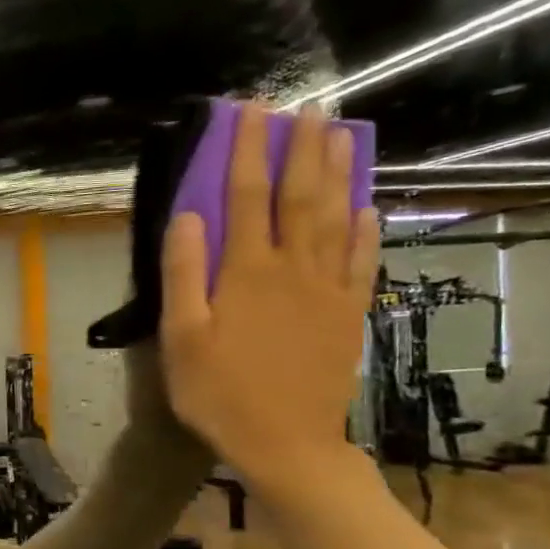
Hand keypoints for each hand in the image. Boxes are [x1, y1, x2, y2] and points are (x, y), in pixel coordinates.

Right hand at [158, 103, 377, 498]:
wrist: (286, 442)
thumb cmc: (219, 393)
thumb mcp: (181, 338)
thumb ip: (183, 275)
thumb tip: (188, 216)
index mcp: (247, 273)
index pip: (248, 196)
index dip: (248, 150)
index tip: (250, 110)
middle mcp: (294, 269)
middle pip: (302, 196)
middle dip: (302, 147)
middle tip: (308, 106)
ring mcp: (328, 290)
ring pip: (338, 218)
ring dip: (339, 173)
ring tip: (341, 134)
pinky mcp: (348, 313)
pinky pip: (362, 260)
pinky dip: (367, 228)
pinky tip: (368, 208)